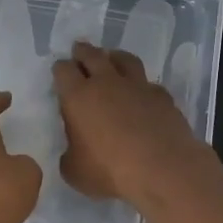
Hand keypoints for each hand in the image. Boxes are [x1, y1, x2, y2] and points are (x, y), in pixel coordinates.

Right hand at [53, 40, 206, 202]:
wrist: (162, 169)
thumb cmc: (110, 171)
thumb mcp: (74, 171)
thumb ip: (70, 155)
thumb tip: (73, 151)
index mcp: (78, 97)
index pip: (63, 70)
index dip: (60, 69)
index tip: (60, 71)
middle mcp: (106, 83)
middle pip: (92, 55)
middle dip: (83, 52)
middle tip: (79, 51)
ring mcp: (137, 86)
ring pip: (124, 59)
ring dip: (114, 57)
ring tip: (112, 59)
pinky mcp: (162, 96)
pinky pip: (148, 83)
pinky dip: (142, 84)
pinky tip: (142, 93)